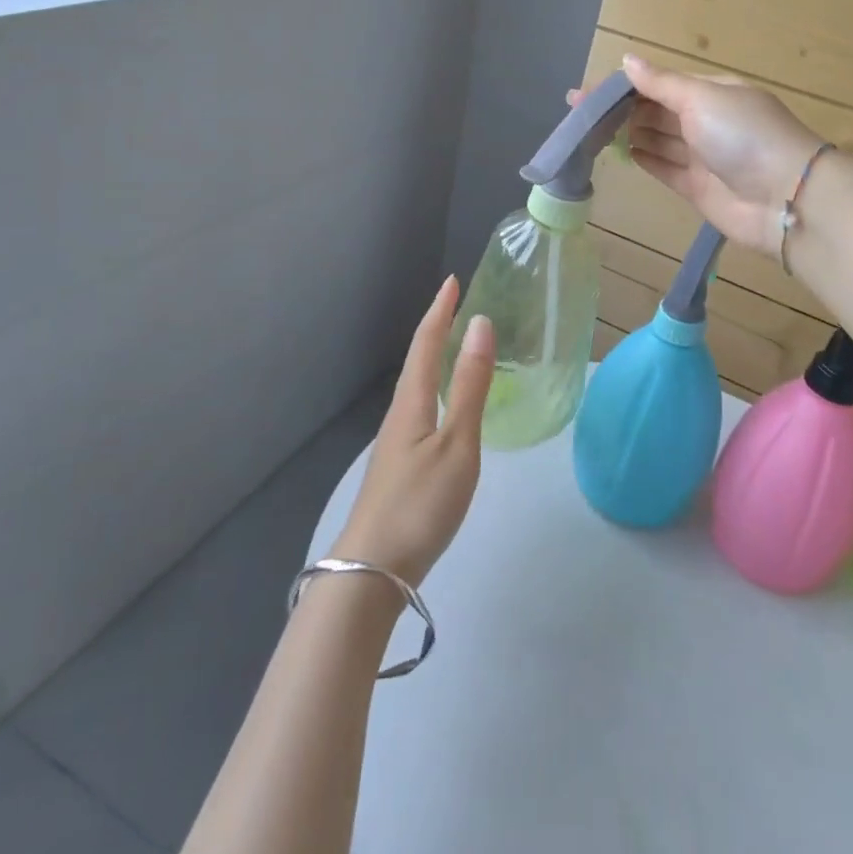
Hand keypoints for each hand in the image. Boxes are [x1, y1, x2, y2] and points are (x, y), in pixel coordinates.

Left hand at [329, 276, 495, 586]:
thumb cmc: (420, 503)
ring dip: (434, 357)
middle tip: (458, 306)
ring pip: (418, 385)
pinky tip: (446, 405)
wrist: (373, 572)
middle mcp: (400, 413)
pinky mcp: (400, 465)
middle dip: (436, 328)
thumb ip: (469, 386)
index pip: (426, 342)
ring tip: (456, 346)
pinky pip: (421, 407)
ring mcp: (397, 442)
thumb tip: (480, 324)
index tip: (452, 281)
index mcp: (412, 401)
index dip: (440, 310)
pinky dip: (436, 387)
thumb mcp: (457, 443)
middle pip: (418, 360)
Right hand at [578, 54, 825, 257]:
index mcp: (712, 92)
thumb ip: (661, 83)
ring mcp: (702, 156)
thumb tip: (626, 60)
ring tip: (591, 131)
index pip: (659, 84)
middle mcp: (707, 120)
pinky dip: (645, 158)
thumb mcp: (702, 98)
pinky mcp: (697, 188)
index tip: (585, 93)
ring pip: (658, 139)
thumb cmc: (743, 135)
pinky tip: (622, 152)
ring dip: (628, 132)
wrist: (784, 198)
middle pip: (656, 110)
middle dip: (621, 109)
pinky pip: (665, 168)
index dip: (622, 86)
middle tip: (579, 113)